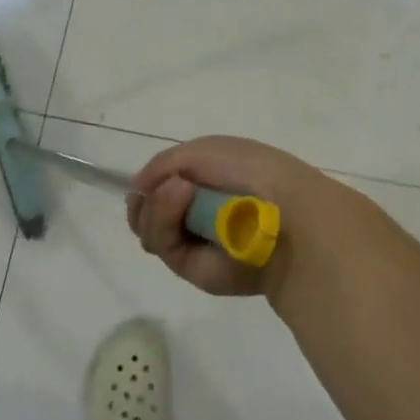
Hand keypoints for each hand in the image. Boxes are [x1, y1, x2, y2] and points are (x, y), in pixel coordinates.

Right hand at [127, 135, 344, 299]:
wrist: (282, 208)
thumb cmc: (249, 170)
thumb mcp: (202, 151)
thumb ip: (162, 165)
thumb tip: (137, 188)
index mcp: (205, 184)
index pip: (160, 188)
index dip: (149, 183)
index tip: (149, 178)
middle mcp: (196, 214)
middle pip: (146, 212)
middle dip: (147, 198)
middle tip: (162, 186)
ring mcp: (194, 242)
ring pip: (148, 229)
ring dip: (155, 204)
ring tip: (179, 190)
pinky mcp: (193, 269)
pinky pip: (161, 243)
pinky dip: (163, 217)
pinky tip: (180, 197)